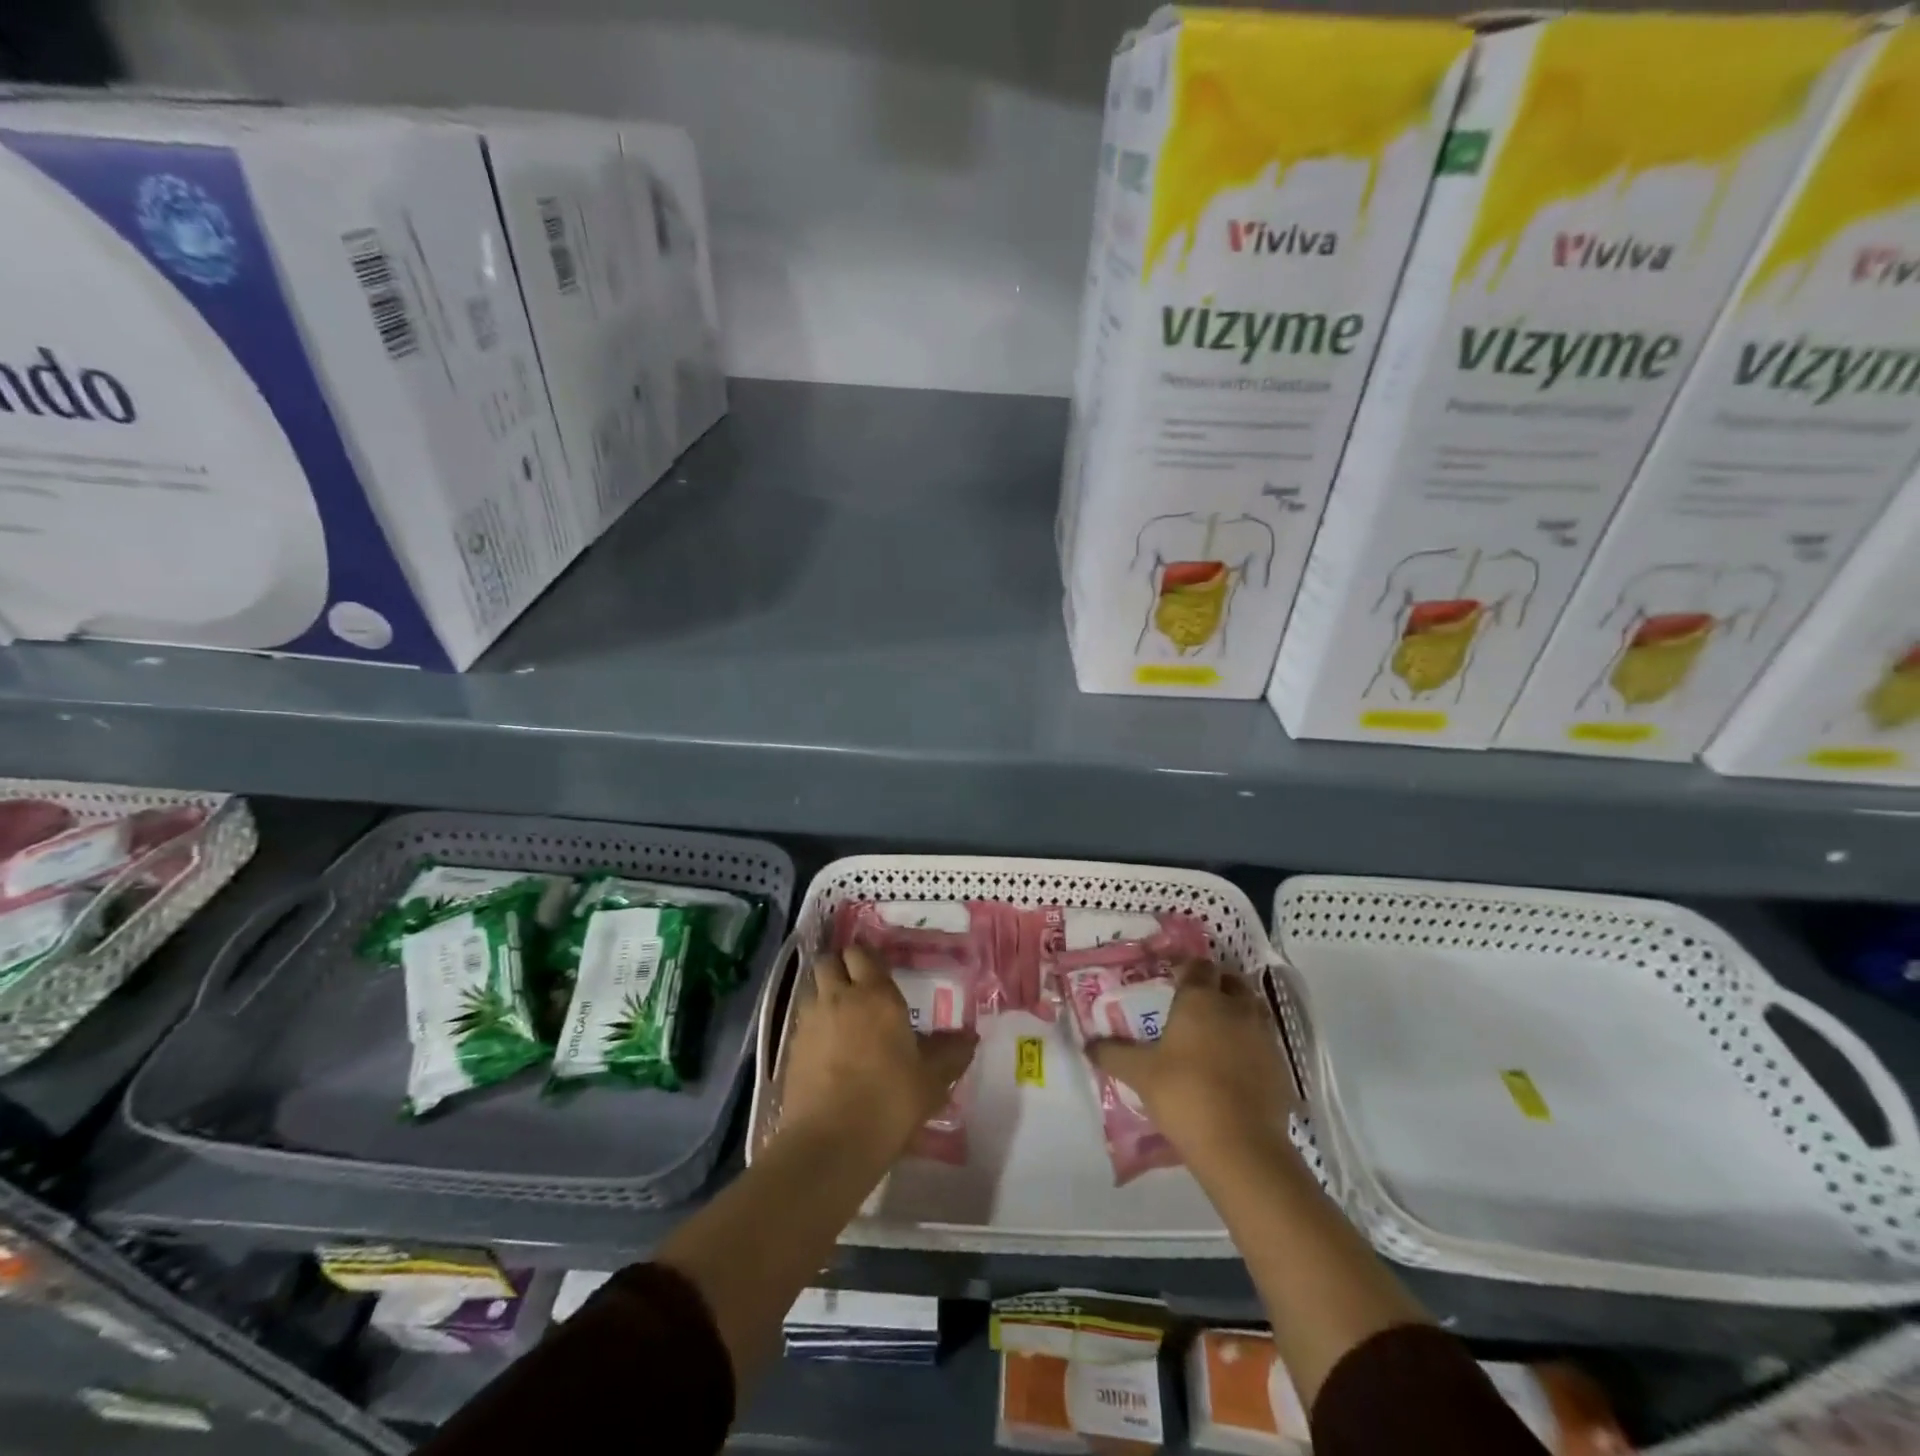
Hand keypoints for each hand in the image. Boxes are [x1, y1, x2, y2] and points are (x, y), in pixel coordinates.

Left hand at [777, 945, 977, 1163]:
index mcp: (875, 994)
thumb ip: (951, 1054)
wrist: (831, 1143)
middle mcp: (838, 997)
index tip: (878, 969)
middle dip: (839, 967)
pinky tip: (825, 1048)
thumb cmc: (890, 1101)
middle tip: (856, 986)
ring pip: (812, 989)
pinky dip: (812, 1026)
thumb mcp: (932, 1080)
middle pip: (829, 962)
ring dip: (823, 994)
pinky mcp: (791, 1048)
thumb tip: (970, 1037)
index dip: (867, 958)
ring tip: (839, 1015)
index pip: (862, 953)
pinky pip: (801, 1022)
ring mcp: (810, 1021)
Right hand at [1087, 960, 1299, 1169]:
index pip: (1197, 966)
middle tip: (1195, 1004)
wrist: (1242, 1147)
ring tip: (1216, 1034)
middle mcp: (1236, 1007)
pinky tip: (1235, 1068)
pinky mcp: (1281, 1067)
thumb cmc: (1184, 1095)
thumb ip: (1113, 1054)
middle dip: (1216, 986)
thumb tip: (1088, 1045)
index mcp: (1201, 999)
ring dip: (1237, 1013)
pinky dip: (1251, 1046)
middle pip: (1230, 982)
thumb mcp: (1140, 1074)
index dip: (1186, 968)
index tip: (1172, 979)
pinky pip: (1264, 1043)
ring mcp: (1263, 1036)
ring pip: (1252, 1010)